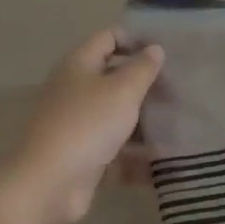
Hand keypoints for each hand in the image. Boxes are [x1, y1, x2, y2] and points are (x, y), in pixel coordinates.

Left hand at [0, 30, 164, 223]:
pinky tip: (162, 163)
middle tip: (176, 90)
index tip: (164, 53)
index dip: (135, 40)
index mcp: (79, 65)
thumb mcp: (122, 90)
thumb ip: (142, 68)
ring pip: (116, 116)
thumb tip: (155, 49)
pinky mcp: (82, 156)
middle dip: (145, 84)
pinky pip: (115, 151)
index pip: (108, 38)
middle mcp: (75, 90)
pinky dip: (136, 156)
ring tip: (177, 125)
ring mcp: (77, 125)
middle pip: (114, 78)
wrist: (48, 186)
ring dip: (144, 121)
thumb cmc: (87, 125)